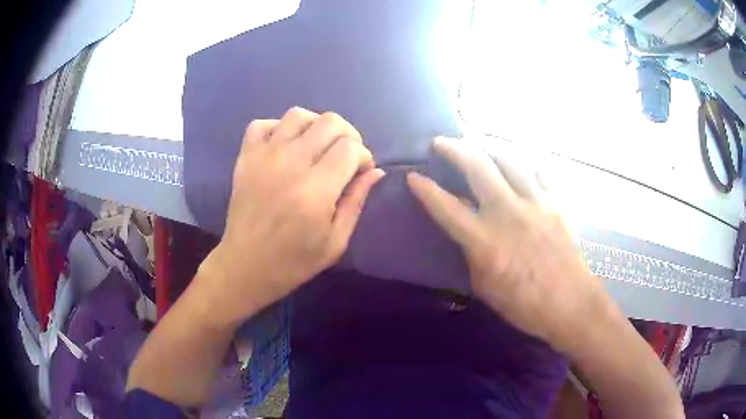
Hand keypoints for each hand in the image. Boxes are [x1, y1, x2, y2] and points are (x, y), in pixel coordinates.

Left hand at [199, 107, 384, 324]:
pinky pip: (262, 124)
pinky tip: (286, 146)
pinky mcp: (245, 157)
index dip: (364, 155)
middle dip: (347, 135)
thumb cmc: (294, 261)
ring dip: (316, 126)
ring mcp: (263, 157)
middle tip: (345, 156)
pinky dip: (278, 128)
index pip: (350, 148)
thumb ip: (356, 201)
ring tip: (318, 147)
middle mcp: (290, 165)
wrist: (246, 265)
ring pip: (298, 115)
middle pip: (329, 122)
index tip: (361, 171)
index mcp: (315, 191)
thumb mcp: (336, 241)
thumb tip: (375, 171)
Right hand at [407, 137, 611, 352]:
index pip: (447, 207)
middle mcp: (509, 214)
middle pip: (478, 167)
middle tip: (441, 141)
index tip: (412, 175)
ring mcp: (536, 203)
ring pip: (509, 159)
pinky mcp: (557, 203)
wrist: (570, 305)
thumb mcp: (485, 286)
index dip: (425, 189)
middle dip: (454, 148)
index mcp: (485, 242)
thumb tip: (464, 229)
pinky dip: (524, 160)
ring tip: (477, 143)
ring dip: (488, 146)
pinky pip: (539, 170)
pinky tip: (517, 160)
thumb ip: (471, 253)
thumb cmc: (524, 304)